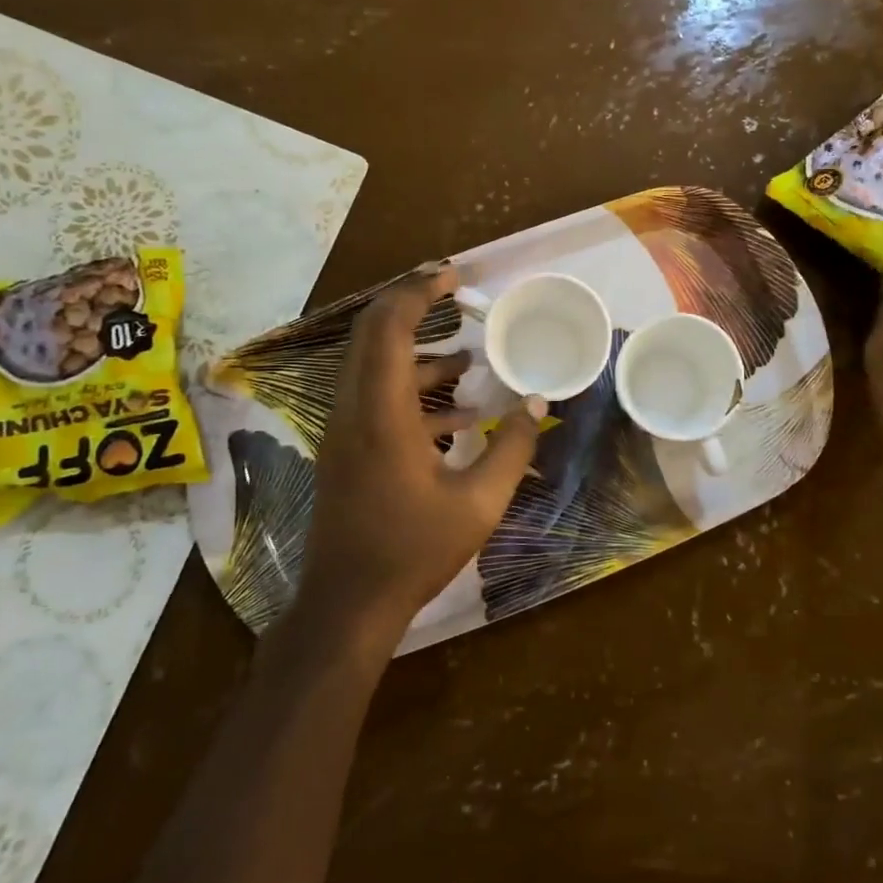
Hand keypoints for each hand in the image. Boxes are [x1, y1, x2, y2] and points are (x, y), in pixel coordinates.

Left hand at [297, 263, 543, 656]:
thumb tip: (538, 403)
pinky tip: (459, 412)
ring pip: (373, 366)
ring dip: (417, 351)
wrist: (348, 605)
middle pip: (371, 334)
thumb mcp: (479, 503)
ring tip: (469, 355)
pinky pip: (376, 398)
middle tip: (454, 293)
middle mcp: (353, 410)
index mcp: (381, 414)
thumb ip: (513, 447)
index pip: (388, 328)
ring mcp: (344, 430)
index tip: (453, 277)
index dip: (417, 292)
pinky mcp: (346, 450)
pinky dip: (413, 389)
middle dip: (411, 305)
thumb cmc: (413, 552)